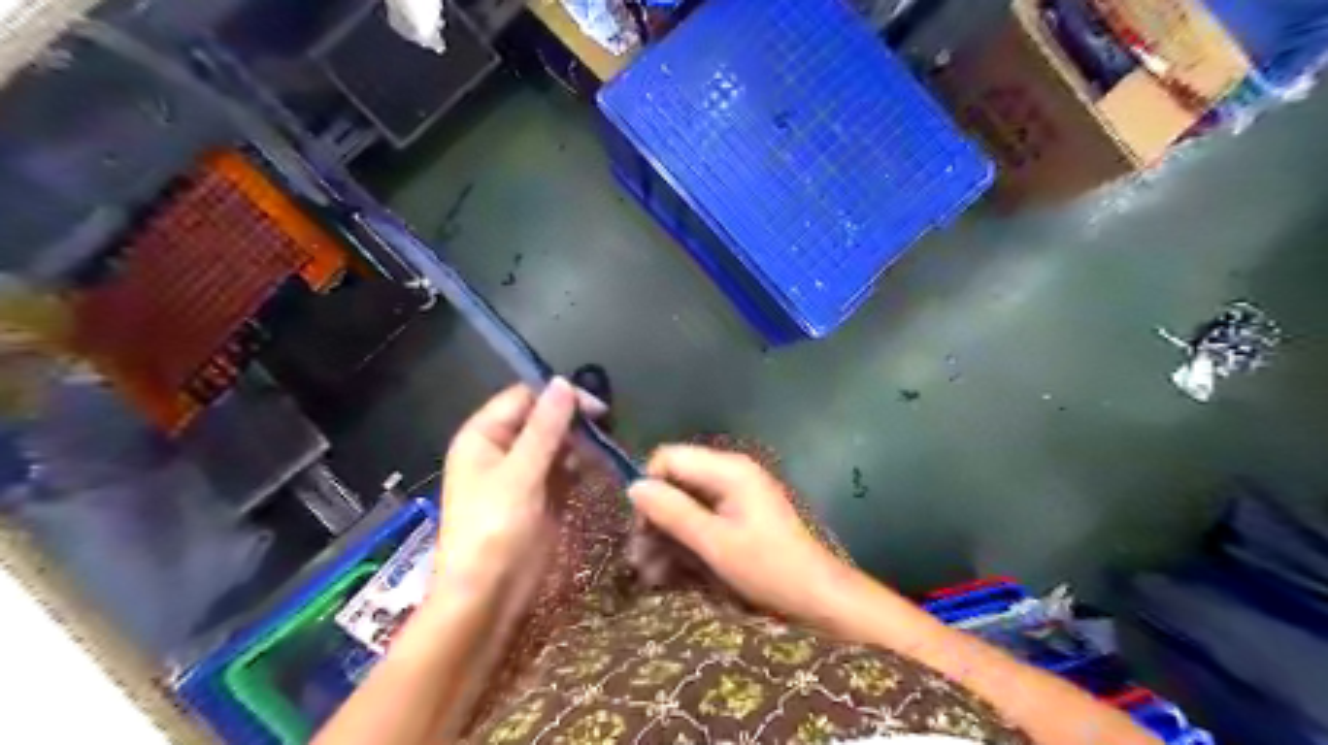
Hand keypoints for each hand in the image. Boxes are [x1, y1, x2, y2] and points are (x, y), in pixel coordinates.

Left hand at [436, 382, 595, 601]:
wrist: (487, 597)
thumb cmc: (494, 530)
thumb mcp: (519, 474)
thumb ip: (544, 428)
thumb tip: (563, 384)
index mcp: (483, 436)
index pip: (523, 398)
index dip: (558, 397)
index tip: (596, 408)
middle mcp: (501, 449)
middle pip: (541, 420)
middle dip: (573, 422)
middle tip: (607, 430)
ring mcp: (521, 474)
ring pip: (555, 445)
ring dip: (580, 445)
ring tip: (606, 451)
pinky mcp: (539, 496)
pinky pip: (562, 470)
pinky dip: (579, 467)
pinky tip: (598, 468)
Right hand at [629, 446, 867, 625]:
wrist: (816, 596)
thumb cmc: (768, 568)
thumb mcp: (715, 543)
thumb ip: (673, 512)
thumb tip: (634, 487)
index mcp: (728, 470)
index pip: (668, 458)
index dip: (650, 488)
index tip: (642, 528)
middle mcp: (729, 474)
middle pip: (675, 482)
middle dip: (654, 519)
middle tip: (639, 559)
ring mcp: (734, 495)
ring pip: (683, 504)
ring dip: (664, 536)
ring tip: (651, 575)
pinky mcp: (737, 516)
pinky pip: (699, 520)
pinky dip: (683, 542)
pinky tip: (669, 573)